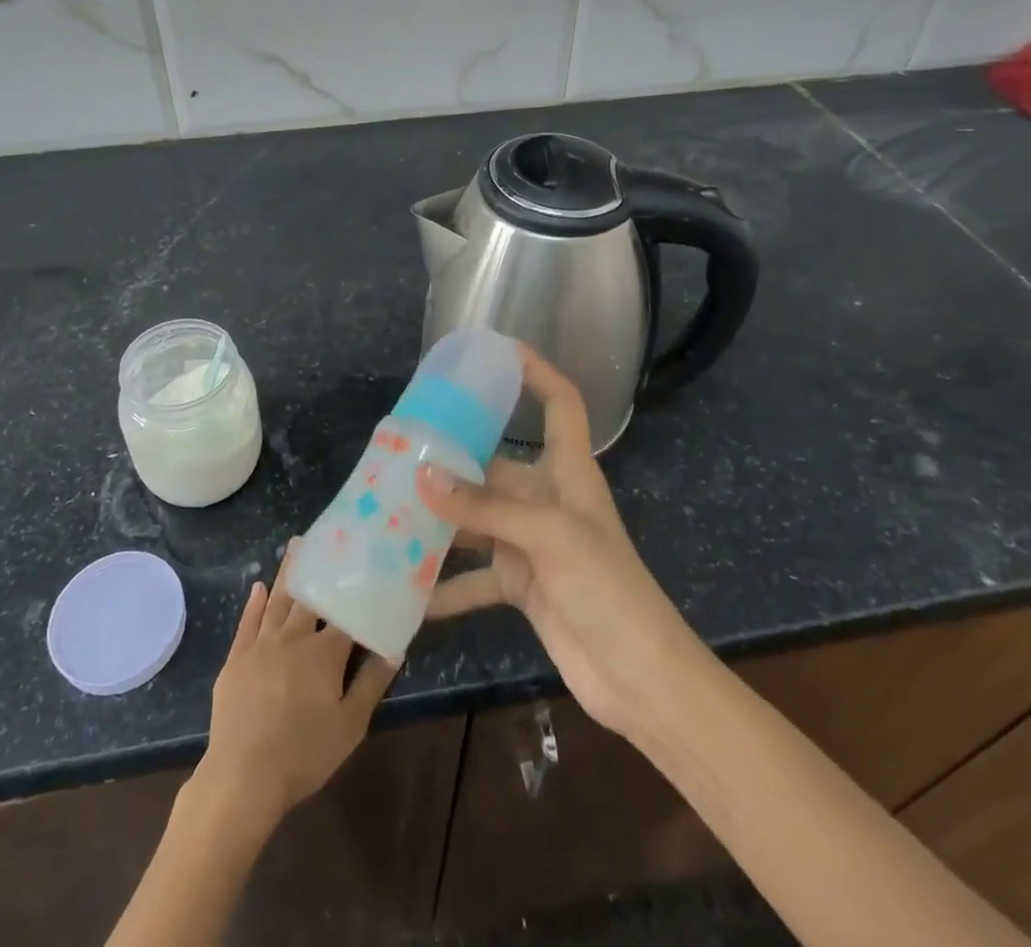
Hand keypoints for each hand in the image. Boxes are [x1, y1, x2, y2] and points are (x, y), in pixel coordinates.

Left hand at [197, 544, 396, 831]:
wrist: (242, 777)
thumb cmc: (304, 754)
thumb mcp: (350, 725)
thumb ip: (372, 683)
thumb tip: (395, 648)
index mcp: (325, 651)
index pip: (346, 614)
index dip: (357, 591)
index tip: (366, 565)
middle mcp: (294, 636)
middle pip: (310, 596)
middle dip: (319, 566)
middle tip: (325, 536)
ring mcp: (262, 644)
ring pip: (278, 599)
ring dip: (288, 571)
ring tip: (295, 544)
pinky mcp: (237, 657)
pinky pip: (248, 621)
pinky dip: (255, 603)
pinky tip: (259, 587)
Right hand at [417, 346, 700, 739]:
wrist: (640, 679)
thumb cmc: (607, 588)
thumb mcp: (547, 537)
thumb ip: (483, 507)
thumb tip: (422, 475)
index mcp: (568, 471)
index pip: (560, 404)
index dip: (537, 372)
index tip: (498, 351)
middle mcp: (547, 500)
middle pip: (496, 464)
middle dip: (453, 457)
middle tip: (402, 447)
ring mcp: (532, 544)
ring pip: (477, 519)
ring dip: (440, 520)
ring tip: (389, 510)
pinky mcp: (521, 585)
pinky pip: (474, 578)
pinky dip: (445, 586)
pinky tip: (408, 593)